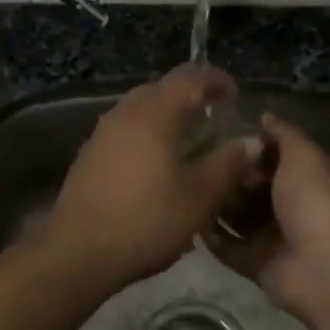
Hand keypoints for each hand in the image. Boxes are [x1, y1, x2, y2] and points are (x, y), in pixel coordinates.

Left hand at [40, 64, 263, 290]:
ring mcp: (102, 133)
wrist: (78, 252)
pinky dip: (147, 134)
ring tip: (188, 143)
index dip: (215, 80)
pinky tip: (156, 165)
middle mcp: (125, 113)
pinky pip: (125, 130)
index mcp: (155, 114)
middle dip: (190, 97)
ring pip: (140, 109)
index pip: (189, 77)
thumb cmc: (147, 221)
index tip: (234, 95)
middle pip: (161, 89)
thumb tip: (251, 141)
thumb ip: (228, 164)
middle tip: (214, 120)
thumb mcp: (199, 197)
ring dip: (166, 116)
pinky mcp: (89, 154)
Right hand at [206, 113, 329, 316]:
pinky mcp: (256, 263)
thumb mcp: (303, 156)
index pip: (281, 156)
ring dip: (218, 204)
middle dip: (232, 175)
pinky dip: (211, 237)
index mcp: (312, 179)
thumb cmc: (315, 201)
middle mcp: (295, 206)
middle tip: (200, 160)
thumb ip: (284, 134)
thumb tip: (265, 116)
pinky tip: (188, 218)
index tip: (224, 135)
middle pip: (256, 186)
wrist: (321, 267)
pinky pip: (228, 247)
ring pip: (240, 216)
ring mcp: (275, 237)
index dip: (256, 146)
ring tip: (187, 186)